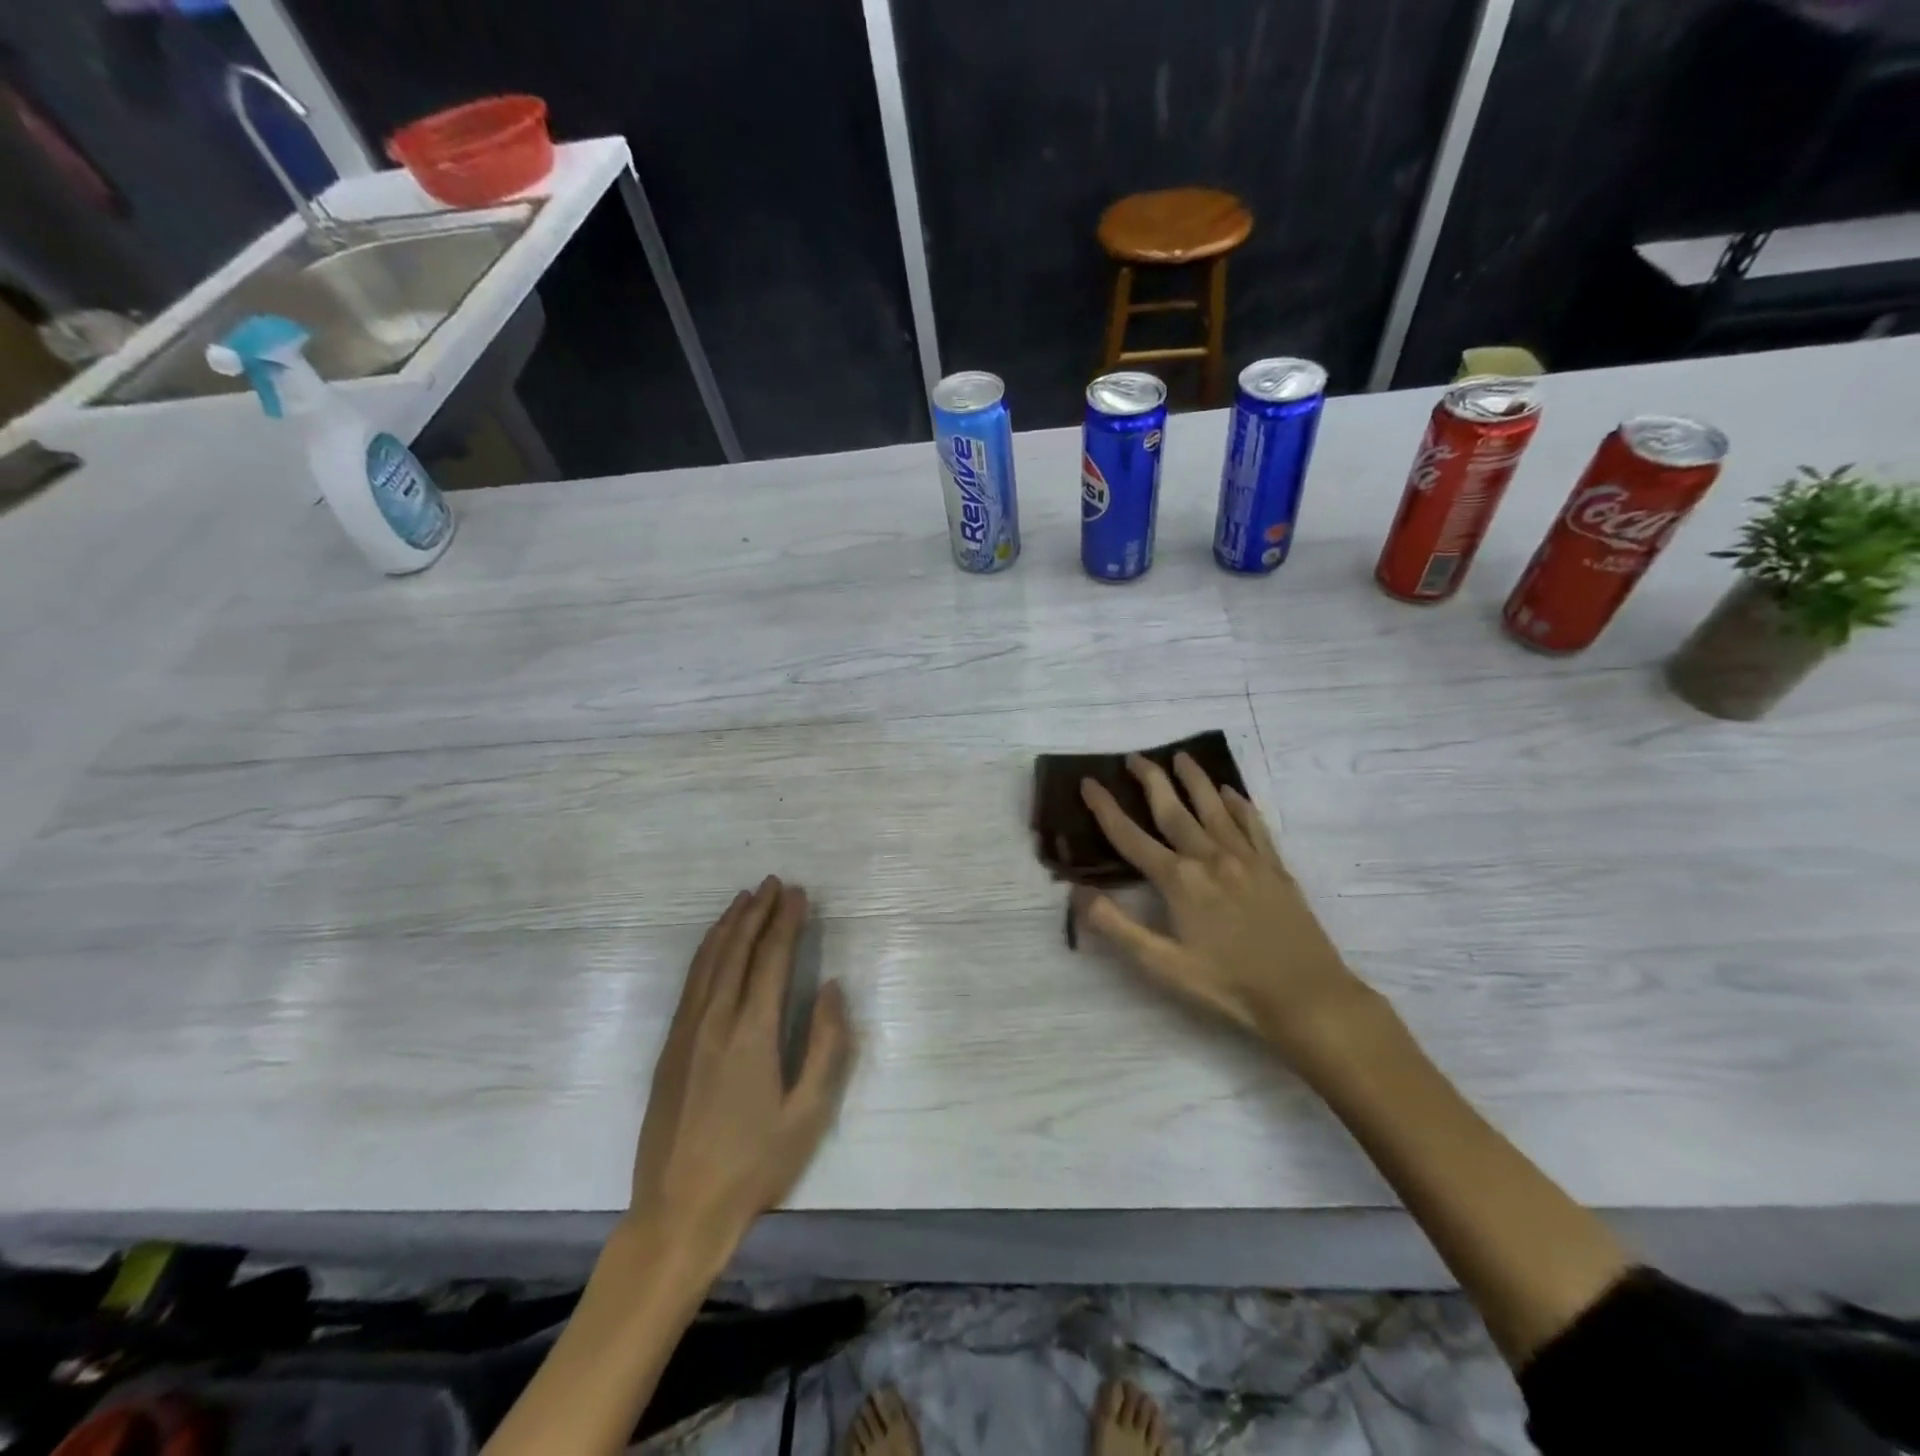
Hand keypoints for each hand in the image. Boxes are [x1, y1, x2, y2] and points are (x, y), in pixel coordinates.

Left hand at [629, 877, 854, 1255]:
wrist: (677, 1212)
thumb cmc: (754, 1166)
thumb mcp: (808, 1113)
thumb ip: (827, 1045)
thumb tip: (831, 987)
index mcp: (752, 1033)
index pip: (772, 959)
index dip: (786, 922)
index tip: (799, 894)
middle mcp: (715, 1020)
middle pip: (737, 950)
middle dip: (758, 912)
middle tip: (775, 883)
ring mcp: (686, 1031)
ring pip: (708, 960)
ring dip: (729, 924)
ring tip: (745, 898)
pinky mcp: (669, 1047)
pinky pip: (690, 982)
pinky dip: (706, 951)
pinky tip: (714, 944)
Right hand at [1076, 754, 1366, 1066]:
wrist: (1306, 995)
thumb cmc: (1228, 985)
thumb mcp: (1162, 964)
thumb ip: (1116, 926)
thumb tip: (1077, 893)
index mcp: (1179, 880)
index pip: (1130, 836)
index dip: (1105, 808)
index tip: (1088, 783)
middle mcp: (1210, 857)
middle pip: (1173, 809)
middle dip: (1150, 779)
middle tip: (1134, 757)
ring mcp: (1246, 858)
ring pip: (1214, 807)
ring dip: (1194, 779)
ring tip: (1180, 756)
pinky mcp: (1274, 867)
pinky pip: (1253, 823)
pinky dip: (1239, 803)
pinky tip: (1231, 791)